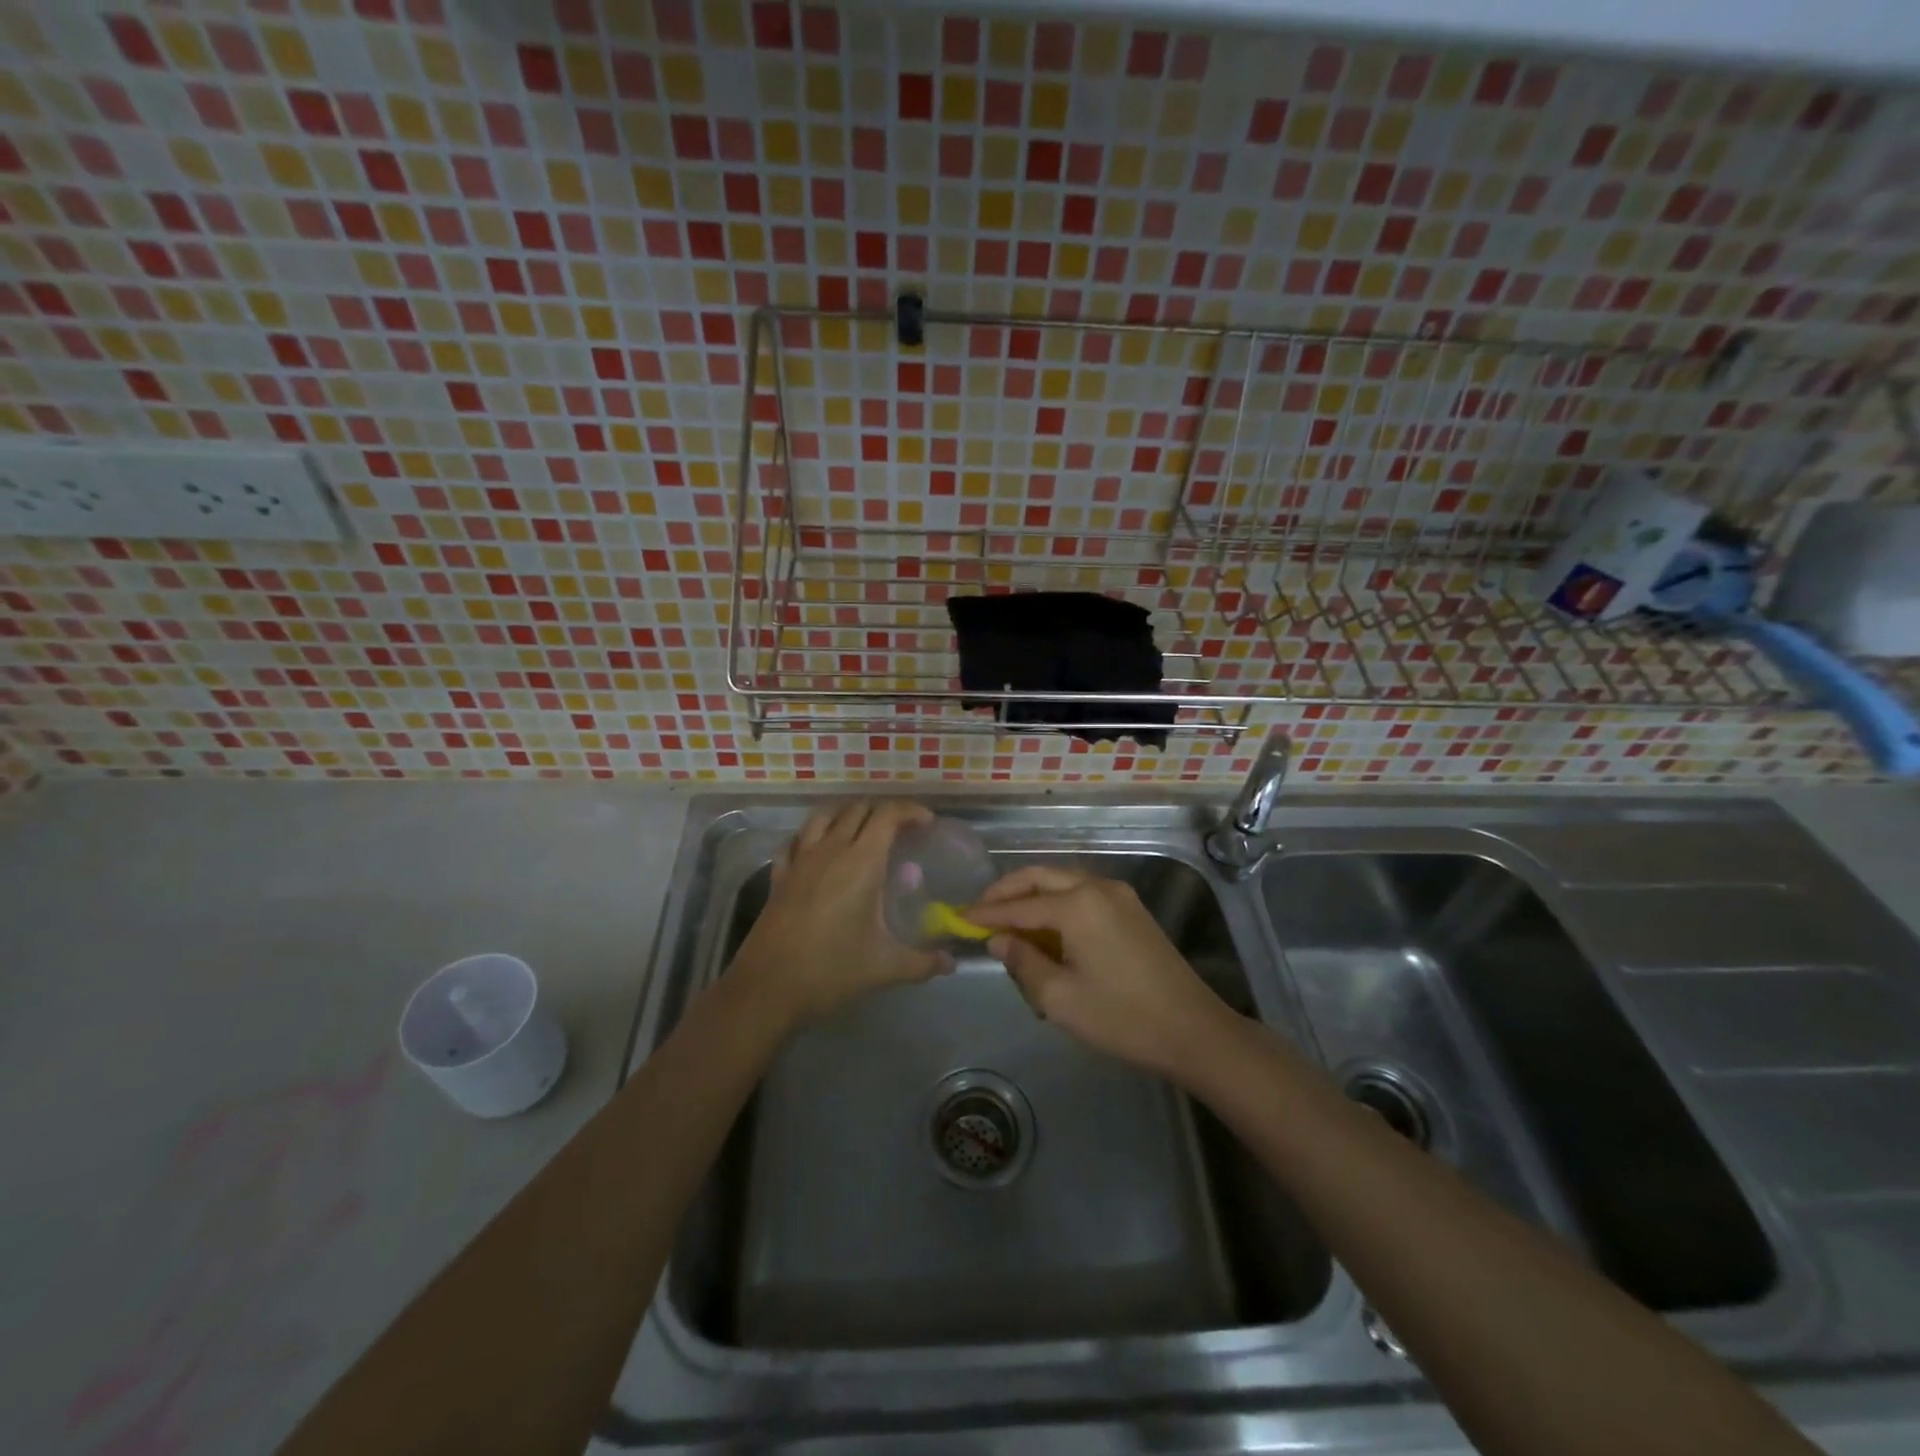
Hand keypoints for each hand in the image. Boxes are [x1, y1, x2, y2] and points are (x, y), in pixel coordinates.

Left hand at [732, 800, 950, 1024]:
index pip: (888, 815)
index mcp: (861, 862)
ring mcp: (800, 860)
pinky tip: (818, 850)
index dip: (910, 811)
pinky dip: (812, 835)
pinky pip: (796, 840)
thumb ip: (922, 962)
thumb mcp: (884, 967)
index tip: (927, 823)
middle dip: (882, 811)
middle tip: (901, 830)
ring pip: (824, 816)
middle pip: (857, 809)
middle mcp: (830, 850)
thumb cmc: (830, 970)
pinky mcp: (780, 875)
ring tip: (862, 830)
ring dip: (847, 814)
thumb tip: (951, 963)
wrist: (767, 987)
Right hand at [966, 865, 1233, 1079]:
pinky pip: (1083, 894)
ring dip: (1032, 895)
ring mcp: (1119, 895)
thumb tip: (999, 940)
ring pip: (1062, 881)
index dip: (986, 913)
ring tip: (1008, 922)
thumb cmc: (1121, 1017)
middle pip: (1040, 876)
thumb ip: (1023, 962)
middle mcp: (1097, 887)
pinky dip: (1057, 902)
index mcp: (1077, 905)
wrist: (1193, 1030)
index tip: (958, 919)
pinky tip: (1046, 928)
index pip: (1019, 905)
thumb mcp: (1060, 998)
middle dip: (1007, 892)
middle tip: (980, 912)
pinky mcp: (1132, 909)